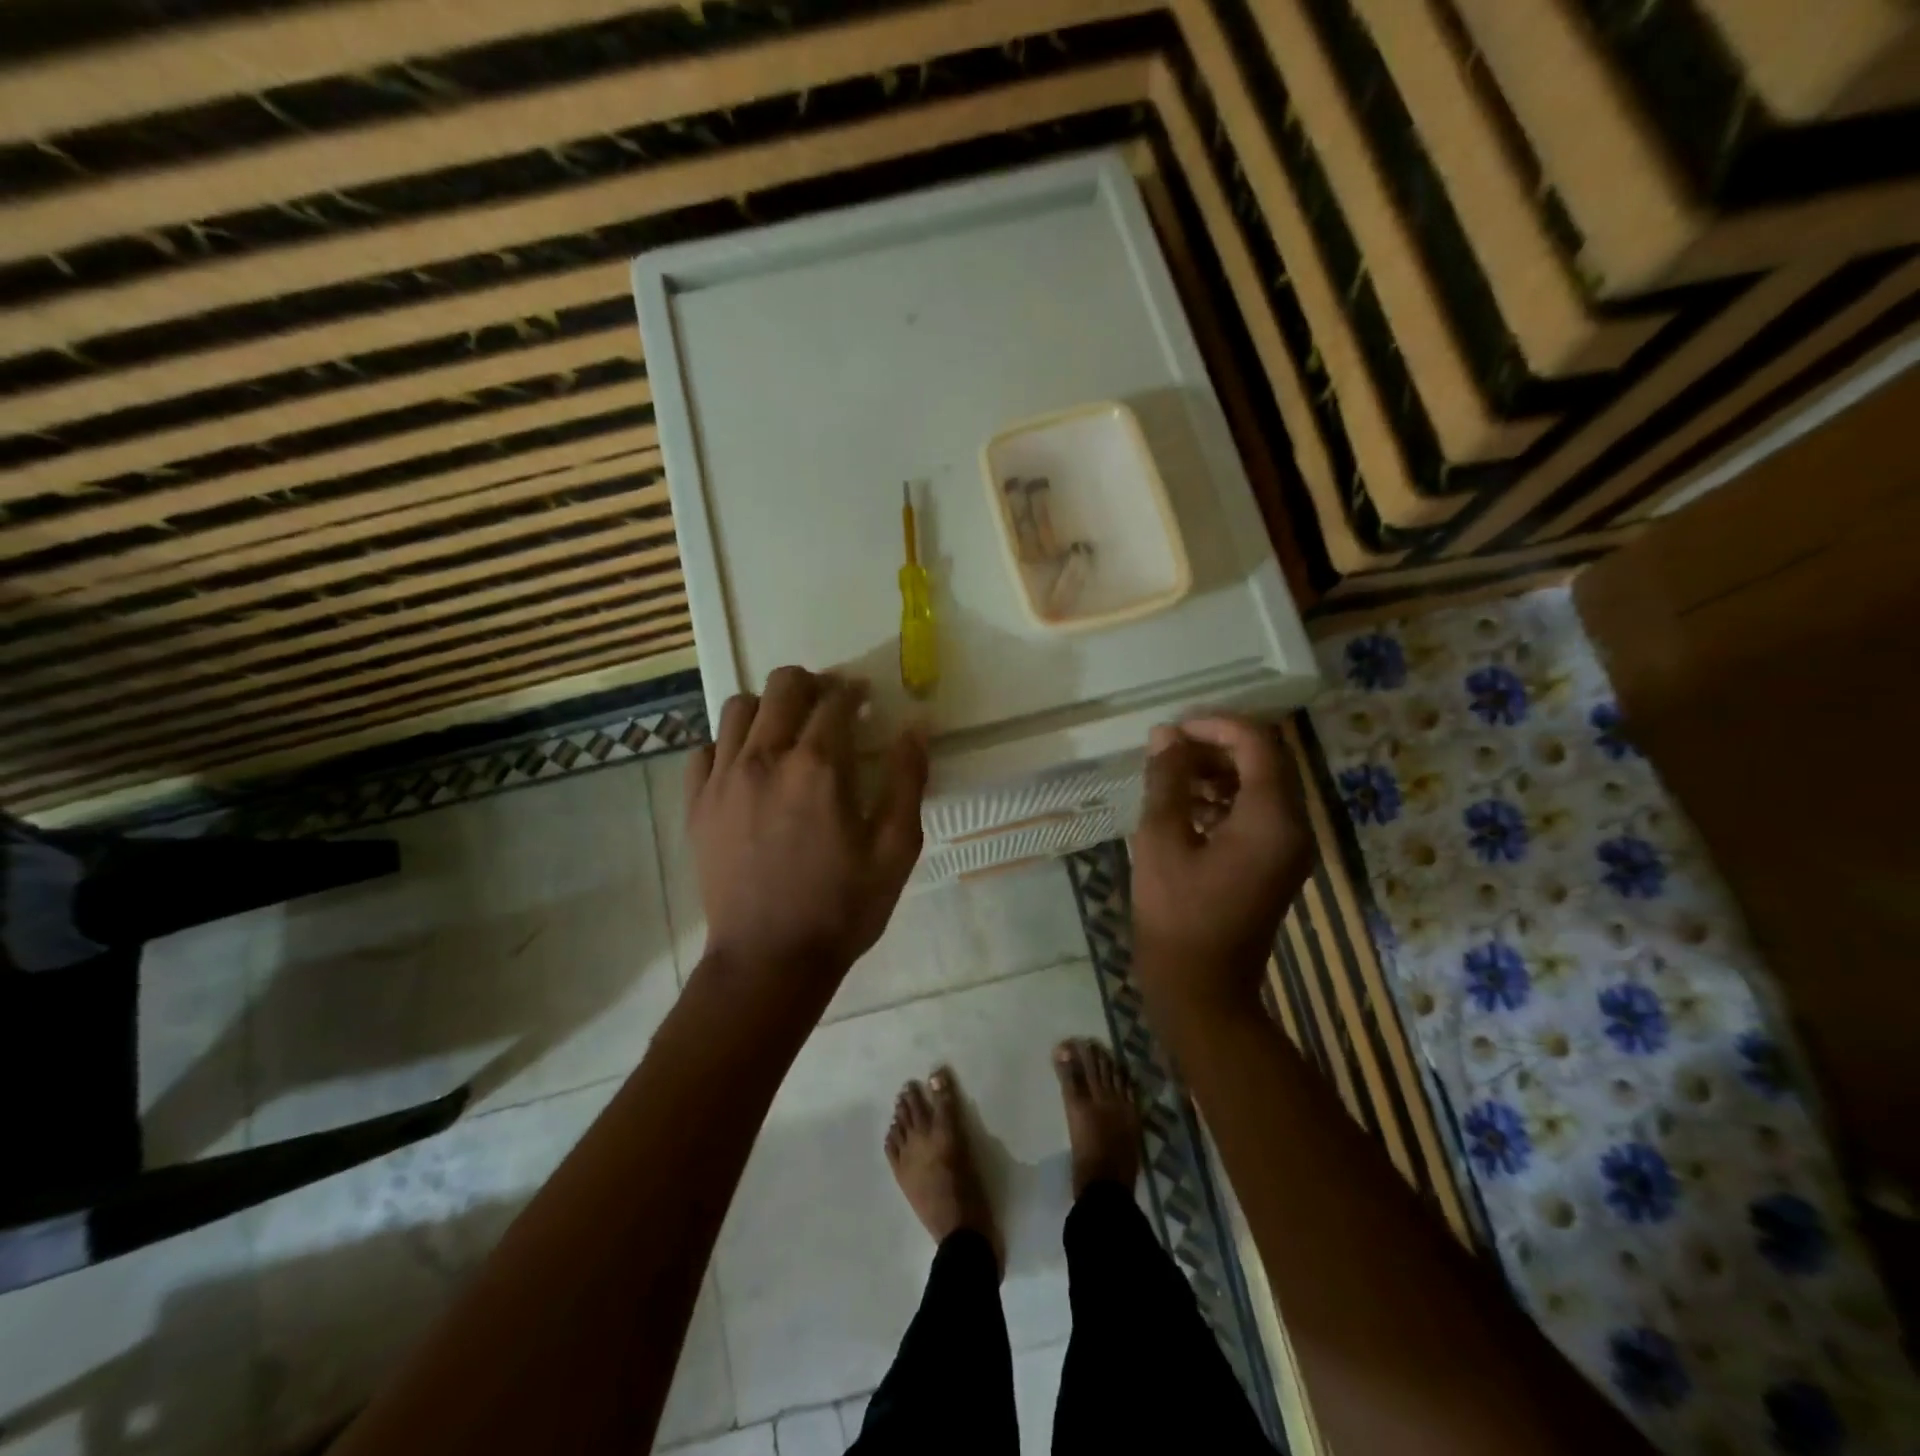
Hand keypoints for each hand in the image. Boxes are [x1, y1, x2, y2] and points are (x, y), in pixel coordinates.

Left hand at [687, 667, 927, 991]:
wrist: (769, 961)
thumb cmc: (842, 907)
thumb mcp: (896, 849)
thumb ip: (908, 780)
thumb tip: (916, 727)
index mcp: (819, 767)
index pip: (836, 700)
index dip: (854, 692)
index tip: (865, 700)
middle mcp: (765, 758)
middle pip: (783, 686)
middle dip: (811, 684)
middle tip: (828, 706)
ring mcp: (723, 779)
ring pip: (738, 708)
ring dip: (768, 708)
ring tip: (785, 732)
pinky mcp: (696, 805)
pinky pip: (704, 750)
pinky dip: (727, 745)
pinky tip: (746, 767)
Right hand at [1130, 716, 1313, 1015]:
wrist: (1201, 987)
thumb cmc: (1176, 913)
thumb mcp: (1161, 839)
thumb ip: (1167, 780)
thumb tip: (1167, 735)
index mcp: (1272, 818)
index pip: (1257, 744)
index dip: (1215, 726)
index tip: (1173, 730)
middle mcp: (1294, 826)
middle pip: (1266, 761)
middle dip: (1217, 747)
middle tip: (1169, 750)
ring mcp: (1289, 847)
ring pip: (1262, 786)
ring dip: (1219, 772)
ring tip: (1171, 776)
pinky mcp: (1277, 863)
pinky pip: (1259, 813)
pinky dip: (1226, 800)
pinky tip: (1185, 808)